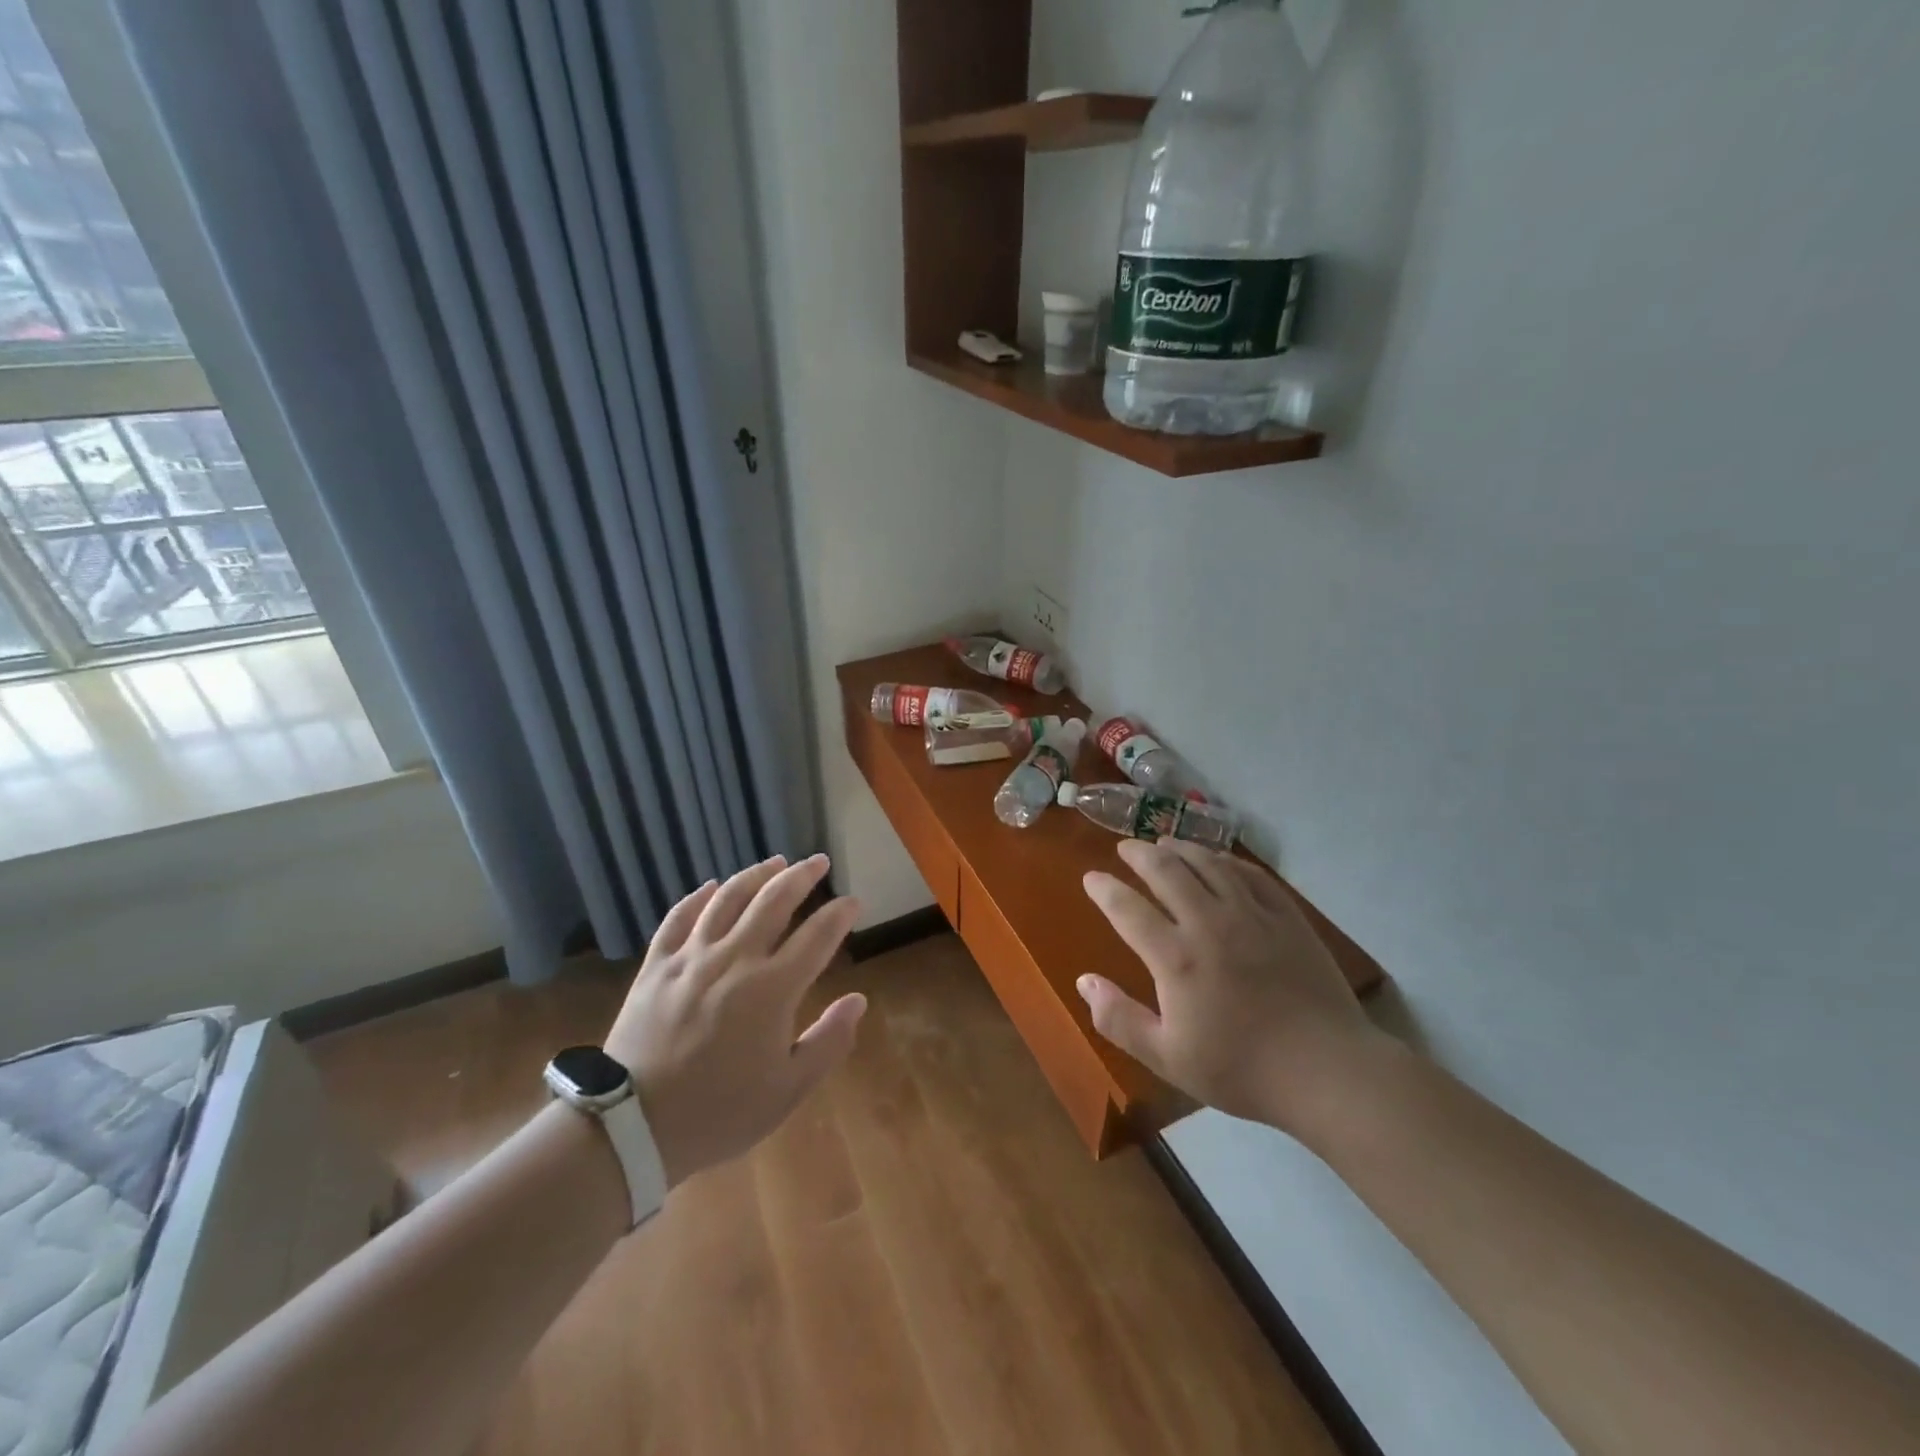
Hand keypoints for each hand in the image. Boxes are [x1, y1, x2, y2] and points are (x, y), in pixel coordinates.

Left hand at [607, 854, 864, 1185]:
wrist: (632, 1127)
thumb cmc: (719, 1113)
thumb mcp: (788, 1090)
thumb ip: (829, 1041)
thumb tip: (858, 1000)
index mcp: (772, 989)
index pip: (817, 936)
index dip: (840, 914)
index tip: (853, 902)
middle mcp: (734, 959)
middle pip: (774, 901)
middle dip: (802, 876)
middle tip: (818, 861)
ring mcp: (691, 958)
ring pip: (728, 898)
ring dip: (756, 874)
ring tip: (776, 861)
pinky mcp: (656, 966)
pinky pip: (679, 918)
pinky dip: (698, 897)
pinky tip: (712, 886)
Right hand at [1078, 839, 1388, 1135]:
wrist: (1327, 1071)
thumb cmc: (1241, 1069)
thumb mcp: (1168, 1058)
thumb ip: (1119, 1020)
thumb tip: (1083, 982)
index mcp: (1175, 957)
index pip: (1128, 908)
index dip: (1104, 889)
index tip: (1091, 878)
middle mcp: (1209, 923)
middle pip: (1166, 871)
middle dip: (1139, 854)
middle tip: (1126, 847)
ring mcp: (1252, 915)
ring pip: (1208, 863)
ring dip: (1181, 848)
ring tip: (1165, 843)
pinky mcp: (1287, 917)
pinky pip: (1250, 875)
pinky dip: (1226, 861)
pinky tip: (1219, 861)